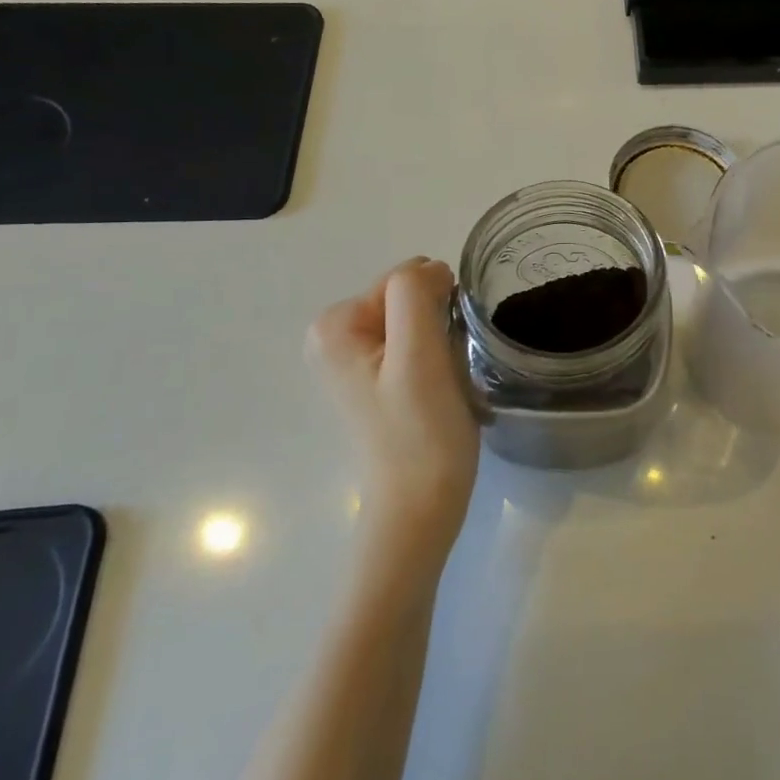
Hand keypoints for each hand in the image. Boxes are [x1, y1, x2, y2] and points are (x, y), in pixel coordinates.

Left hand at [309, 258, 480, 566]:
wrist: (420, 508)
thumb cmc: (420, 432)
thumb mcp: (418, 354)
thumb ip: (415, 294)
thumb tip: (431, 270)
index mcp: (334, 325)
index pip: (404, 280)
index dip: (437, 307)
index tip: (444, 350)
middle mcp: (335, 336)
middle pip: (410, 299)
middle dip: (438, 324)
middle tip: (445, 369)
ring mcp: (356, 360)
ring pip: (420, 321)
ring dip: (443, 343)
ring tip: (445, 383)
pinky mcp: (378, 380)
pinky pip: (419, 344)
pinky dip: (439, 359)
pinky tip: (442, 392)